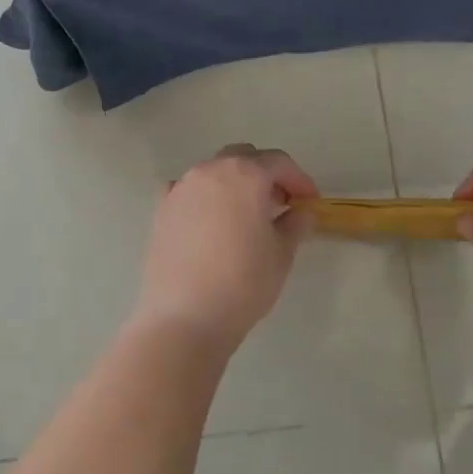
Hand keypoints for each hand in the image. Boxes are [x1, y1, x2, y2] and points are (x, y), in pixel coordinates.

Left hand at [132, 145, 318, 352]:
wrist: (184, 316)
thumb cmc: (243, 282)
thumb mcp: (281, 254)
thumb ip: (295, 224)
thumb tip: (301, 211)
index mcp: (244, 174)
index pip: (279, 162)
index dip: (299, 179)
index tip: (311, 201)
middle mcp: (210, 170)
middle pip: (244, 158)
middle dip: (265, 174)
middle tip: (280, 204)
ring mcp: (181, 187)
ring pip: (214, 171)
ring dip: (234, 184)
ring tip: (246, 215)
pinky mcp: (161, 208)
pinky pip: (188, 190)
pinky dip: (205, 197)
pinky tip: (211, 221)